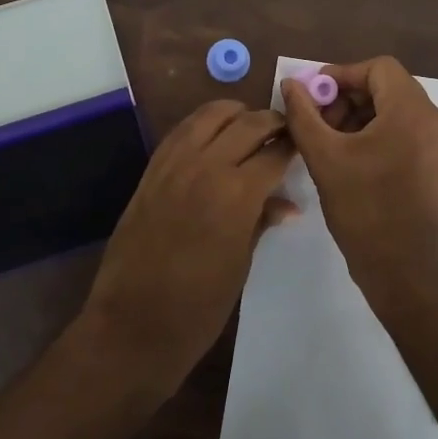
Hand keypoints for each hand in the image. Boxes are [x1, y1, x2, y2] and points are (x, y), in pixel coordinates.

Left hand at [78, 100, 296, 395]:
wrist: (133, 324)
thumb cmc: (198, 307)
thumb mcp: (241, 263)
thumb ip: (262, 221)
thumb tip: (286, 204)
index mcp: (237, 193)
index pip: (275, 152)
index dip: (293, 145)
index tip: (304, 144)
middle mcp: (206, 166)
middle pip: (247, 123)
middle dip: (271, 122)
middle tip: (284, 132)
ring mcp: (174, 163)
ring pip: (211, 114)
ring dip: (236, 115)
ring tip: (250, 128)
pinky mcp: (151, 169)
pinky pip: (182, 130)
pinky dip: (203, 125)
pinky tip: (214, 139)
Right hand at [281, 57, 437, 311]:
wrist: (403, 269)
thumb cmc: (364, 209)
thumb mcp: (324, 157)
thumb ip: (303, 114)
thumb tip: (290, 84)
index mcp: (412, 112)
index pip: (378, 68)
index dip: (342, 75)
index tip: (313, 95)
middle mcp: (434, 120)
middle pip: (388, 86)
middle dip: (348, 97)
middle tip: (317, 119)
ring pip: (395, 108)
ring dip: (359, 115)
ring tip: (328, 140)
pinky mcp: (436, 162)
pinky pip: (405, 129)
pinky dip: (376, 131)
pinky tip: (349, 154)